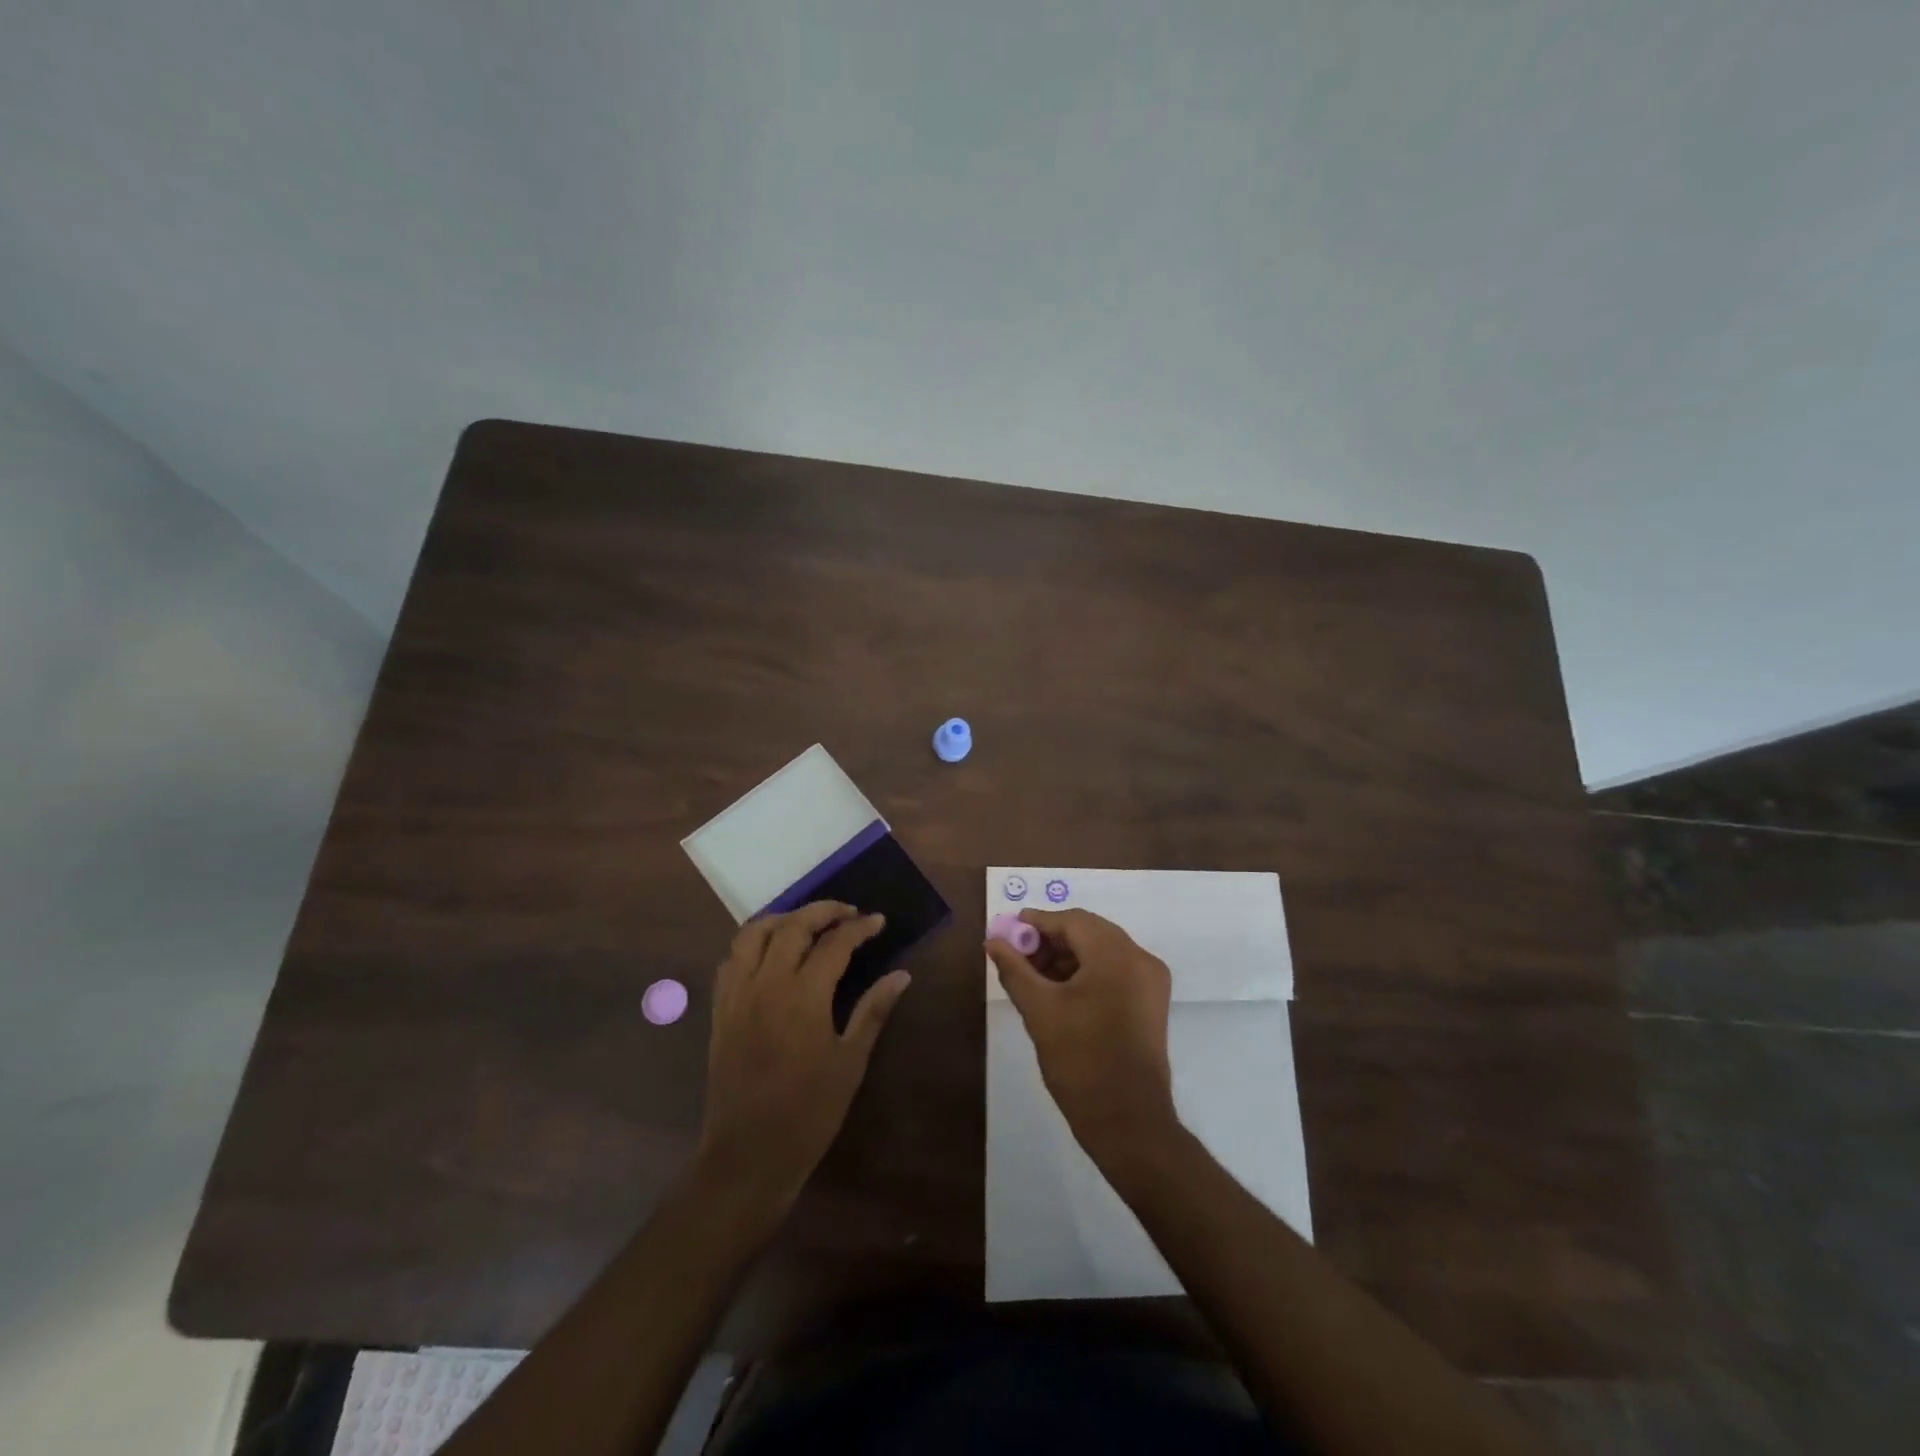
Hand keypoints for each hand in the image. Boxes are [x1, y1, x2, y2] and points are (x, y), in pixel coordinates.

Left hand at [698, 902, 911, 1213]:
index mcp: (803, 996)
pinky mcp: (720, 1010)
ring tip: (806, 923)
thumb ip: (873, 1010)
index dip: (859, 928)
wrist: (748, 1155)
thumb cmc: (809, 1112)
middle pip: (792, 926)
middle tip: (848, 913)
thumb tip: (901, 975)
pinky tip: (770, 952)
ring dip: (782, 918)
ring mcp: (738, 995)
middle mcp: (766, 984)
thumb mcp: (850, 1061)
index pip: (834, 943)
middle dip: (822, 911)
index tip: (878, 921)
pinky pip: (732, 959)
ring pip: (753, 934)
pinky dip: (753, 943)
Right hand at [987, 908, 1178, 1165]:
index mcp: (1117, 955)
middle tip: (1017, 955)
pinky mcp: (1151, 1003)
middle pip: (1089, 932)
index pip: (1072, 921)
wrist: (1129, 1123)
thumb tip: (993, 941)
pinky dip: (1086, 972)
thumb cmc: (1081, 1062)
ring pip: (1102, 951)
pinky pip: (1114, 971)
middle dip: (1050, 940)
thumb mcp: (1039, 1011)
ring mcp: (1151, 982)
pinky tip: (1059, 990)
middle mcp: (1140, 959)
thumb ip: (1014, 969)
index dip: (1036, 922)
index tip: (1007, 931)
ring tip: (1032, 976)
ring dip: (1067, 957)